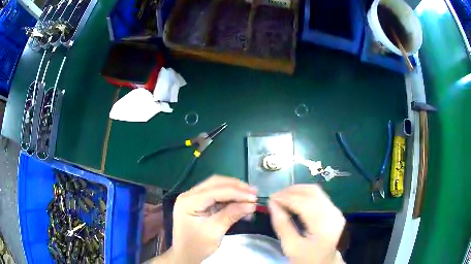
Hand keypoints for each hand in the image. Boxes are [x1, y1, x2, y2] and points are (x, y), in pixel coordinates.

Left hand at [170, 175, 256, 263]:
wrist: (185, 255)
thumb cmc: (197, 246)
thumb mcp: (215, 231)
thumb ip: (231, 215)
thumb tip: (251, 205)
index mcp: (188, 201)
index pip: (215, 191)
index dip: (236, 192)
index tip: (254, 197)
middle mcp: (189, 195)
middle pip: (215, 183)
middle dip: (236, 187)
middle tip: (254, 192)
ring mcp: (193, 198)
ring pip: (216, 186)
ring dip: (234, 190)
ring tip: (250, 195)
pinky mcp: (198, 203)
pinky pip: (216, 195)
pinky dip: (229, 197)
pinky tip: (241, 201)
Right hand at [269, 185, 345, 263]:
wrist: (323, 263)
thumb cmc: (305, 258)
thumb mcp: (290, 246)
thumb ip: (281, 224)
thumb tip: (271, 203)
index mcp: (323, 227)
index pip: (304, 204)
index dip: (286, 198)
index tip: (270, 198)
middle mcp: (333, 214)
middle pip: (312, 192)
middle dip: (291, 191)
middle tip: (275, 196)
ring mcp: (336, 211)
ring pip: (316, 191)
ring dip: (297, 191)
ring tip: (282, 197)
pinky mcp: (334, 210)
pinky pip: (318, 196)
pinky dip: (304, 195)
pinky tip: (293, 200)